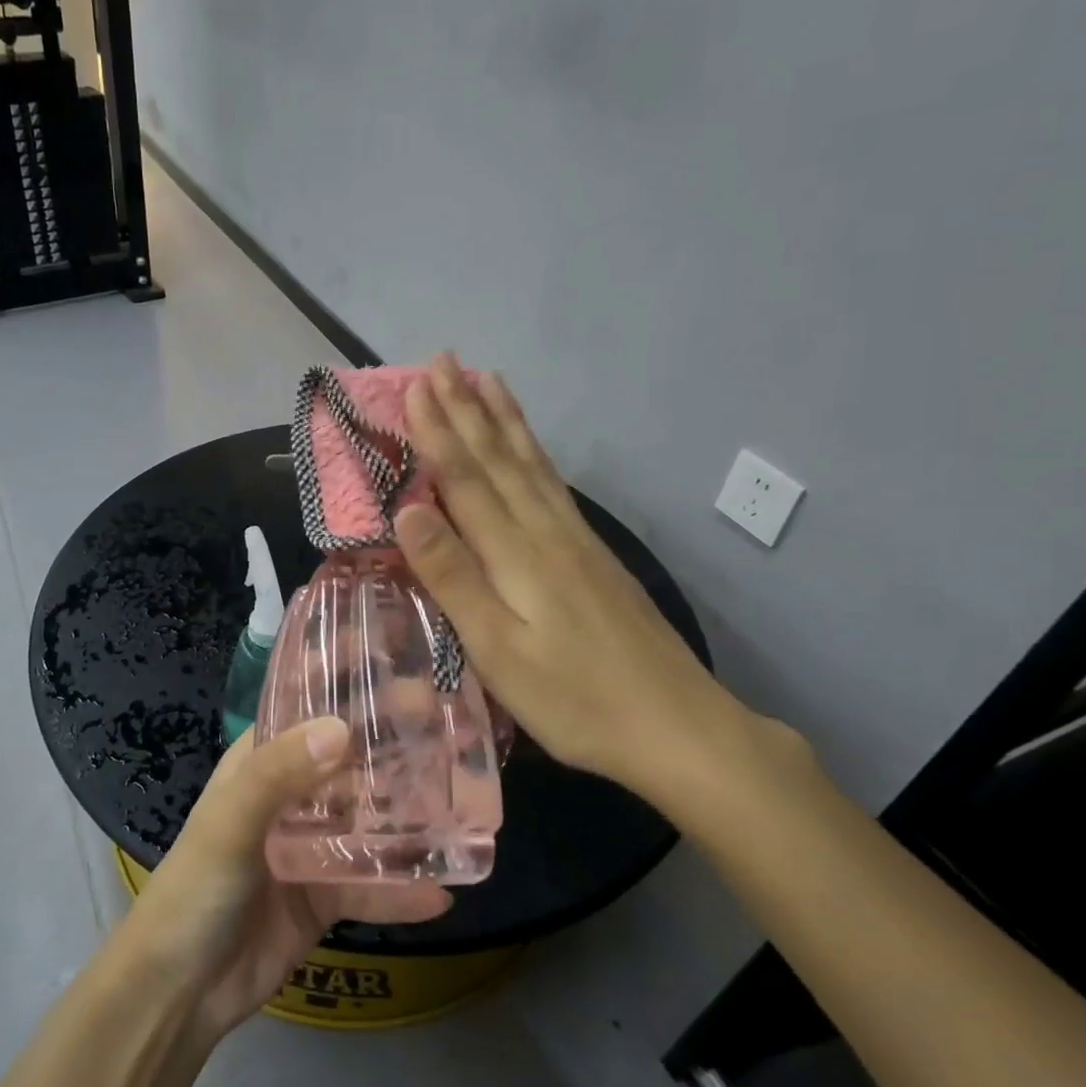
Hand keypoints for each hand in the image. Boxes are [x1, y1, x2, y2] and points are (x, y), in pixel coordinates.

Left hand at [122, 719, 451, 1038]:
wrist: (180, 990)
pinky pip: (371, 886)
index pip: (308, 710)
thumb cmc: (196, 887)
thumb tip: (342, 728)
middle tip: (451, 732)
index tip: (400, 668)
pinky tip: (443, 892)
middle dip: (394, 749)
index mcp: (261, 763)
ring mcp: (310, 847)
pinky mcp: (325, 896)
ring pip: (369, 822)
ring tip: (465, 806)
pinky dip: (402, 890)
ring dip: (409, 817)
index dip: (347, 688)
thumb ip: (279, 774)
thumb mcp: (231, 821)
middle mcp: (290, 796)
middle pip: (349, 763)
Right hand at [396, 353, 790, 800]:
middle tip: (443, 360)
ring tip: (486, 379)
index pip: (466, 478)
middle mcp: (545, 531)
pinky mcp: (593, 554)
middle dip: (466, 408)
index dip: (438, 431)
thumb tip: (408, 511)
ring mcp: (575, 539)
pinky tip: (531, 447)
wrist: (677, 726)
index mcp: (515, 553)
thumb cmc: (574, 698)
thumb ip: (453, 578)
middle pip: (498, 458)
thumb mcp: (498, 650)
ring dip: (503, 419)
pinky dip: (535, 452)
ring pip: (531, 464)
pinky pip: (554, 484)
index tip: (415, 385)